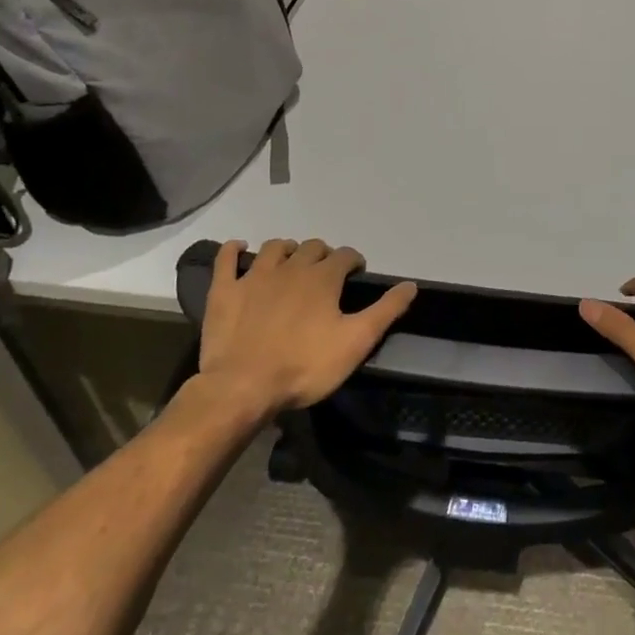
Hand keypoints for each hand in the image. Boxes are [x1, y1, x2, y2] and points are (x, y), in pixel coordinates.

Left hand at [188, 239, 415, 426]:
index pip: (345, 255)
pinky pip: (226, 259)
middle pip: (311, 248)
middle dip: (322, 255)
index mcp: (323, 278)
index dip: (354, 261)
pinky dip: (233, 250)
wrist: (242, 387)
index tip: (356, 274)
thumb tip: (410, 285)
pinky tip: (239, 248)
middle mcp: (291, 268)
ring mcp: (254, 277)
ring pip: (275, 248)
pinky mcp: (224, 292)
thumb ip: (385, 311)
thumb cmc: (305, 366)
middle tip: (325, 274)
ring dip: (287, 250)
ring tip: (291, 263)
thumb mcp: (356, 342)